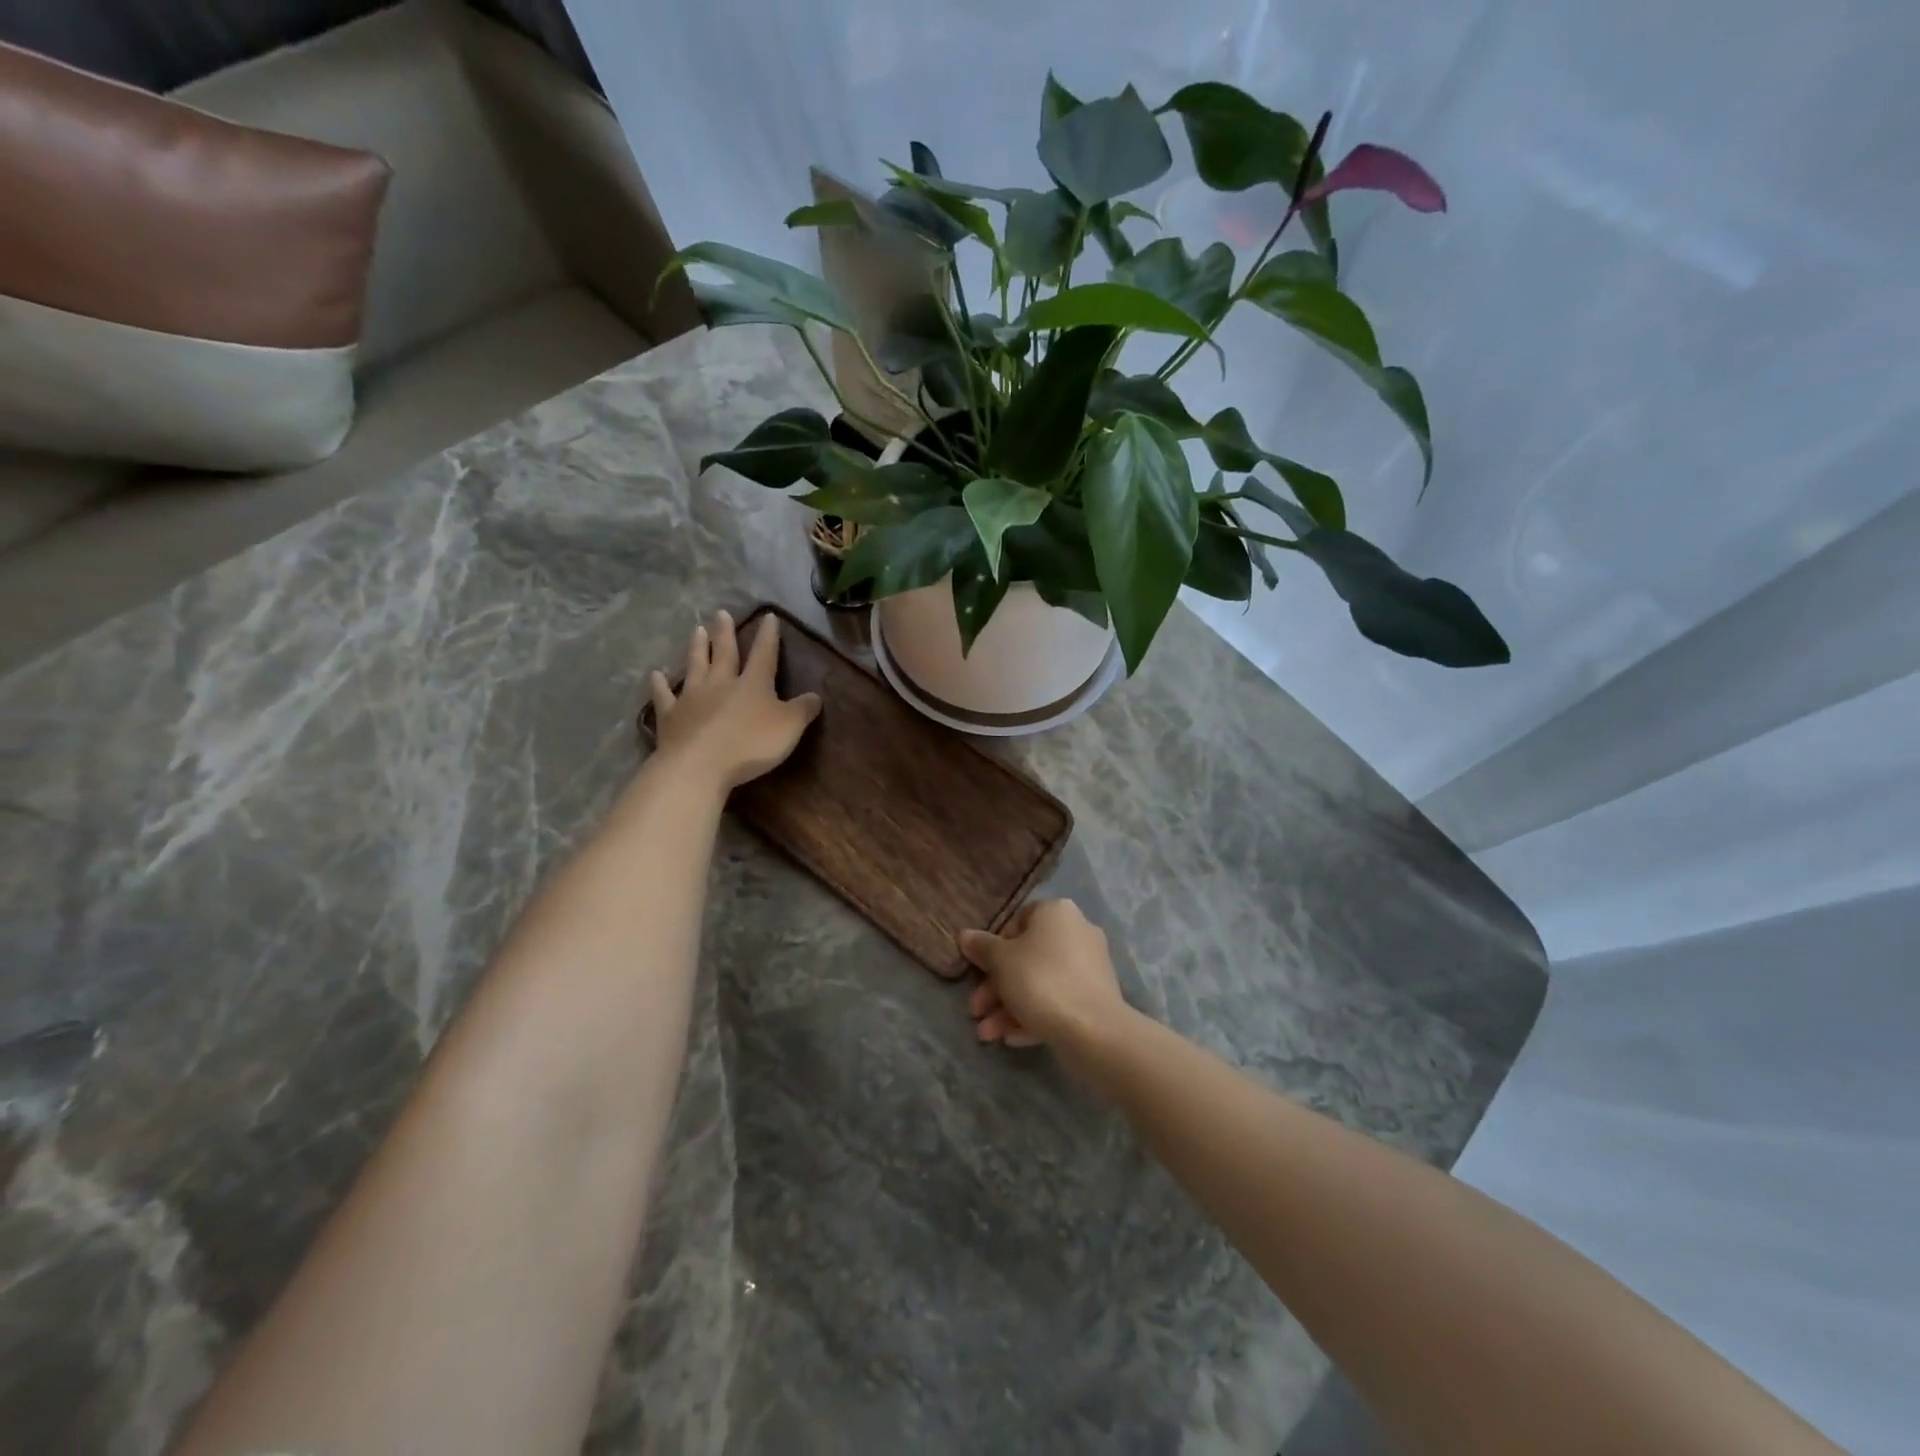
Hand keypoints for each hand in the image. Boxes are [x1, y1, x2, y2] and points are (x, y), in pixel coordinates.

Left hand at [649, 611, 821, 790]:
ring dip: (697, 648)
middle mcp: (721, 683)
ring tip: (697, 630)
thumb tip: (816, 696)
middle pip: (724, 653)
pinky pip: (664, 696)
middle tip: (721, 614)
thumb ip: (803, 710)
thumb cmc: (750, 745)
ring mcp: (692, 697)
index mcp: (753, 684)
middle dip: (725, 633)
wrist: (700, 765)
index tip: (769, 617)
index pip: (764, 653)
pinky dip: (659, 684)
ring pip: (695, 666)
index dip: (768, 636)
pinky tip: (655, 674)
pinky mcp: (670, 716)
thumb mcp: (789, 728)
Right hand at [959, 899, 1126, 1051]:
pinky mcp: (1095, 998)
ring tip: (987, 1034)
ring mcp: (1089, 967)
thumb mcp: (1001, 961)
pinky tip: (1011, 1038)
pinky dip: (1033, 1016)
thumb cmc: (1040, 981)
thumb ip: (981, 947)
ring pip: (1040, 983)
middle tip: (976, 1010)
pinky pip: (1057, 1001)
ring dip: (1009, 1007)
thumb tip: (966, 935)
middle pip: (1026, 957)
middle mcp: (1077, 932)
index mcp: (1056, 912)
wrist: (1093, 1030)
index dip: (994, 947)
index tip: (979, 970)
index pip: (1017, 921)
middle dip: (997, 987)